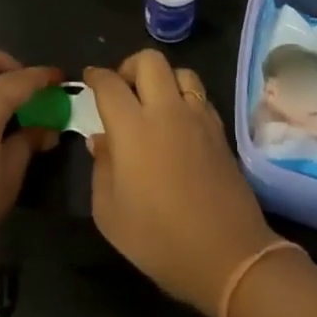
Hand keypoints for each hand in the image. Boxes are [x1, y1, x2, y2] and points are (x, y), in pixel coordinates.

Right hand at [86, 51, 279, 316]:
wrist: (228, 256)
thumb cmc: (159, 239)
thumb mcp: (110, 213)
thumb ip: (100, 168)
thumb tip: (100, 140)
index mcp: (133, 128)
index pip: (110, 84)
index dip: (95, 76)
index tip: (88, 79)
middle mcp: (167, 112)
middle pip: (149, 61)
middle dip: (129, 67)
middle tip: (121, 90)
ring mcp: (199, 118)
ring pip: (181, 72)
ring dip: (162, 79)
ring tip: (153, 103)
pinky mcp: (221, 132)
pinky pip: (200, 96)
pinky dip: (184, 98)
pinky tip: (178, 124)